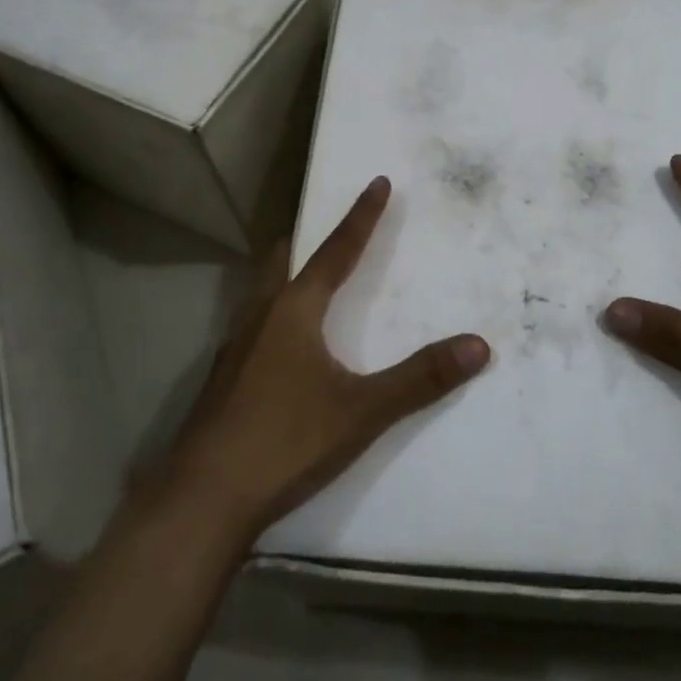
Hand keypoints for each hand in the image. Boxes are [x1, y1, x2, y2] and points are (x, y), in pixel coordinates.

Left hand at [162, 176, 489, 536]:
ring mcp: (233, 348)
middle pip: (282, 260)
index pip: (336, 250)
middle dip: (304, 239)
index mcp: (294, 310)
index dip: (361, 216)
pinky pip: (250, 326)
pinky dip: (270, 315)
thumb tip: (478, 345)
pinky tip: (278, 347)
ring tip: (302, 280)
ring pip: (260, 292)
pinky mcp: (221, 380)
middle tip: (322, 229)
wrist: (203, 498)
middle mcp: (260, 316)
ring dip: (283, 275)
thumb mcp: (362, 411)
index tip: (376, 182)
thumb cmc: (285, 440)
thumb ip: (420, 378)